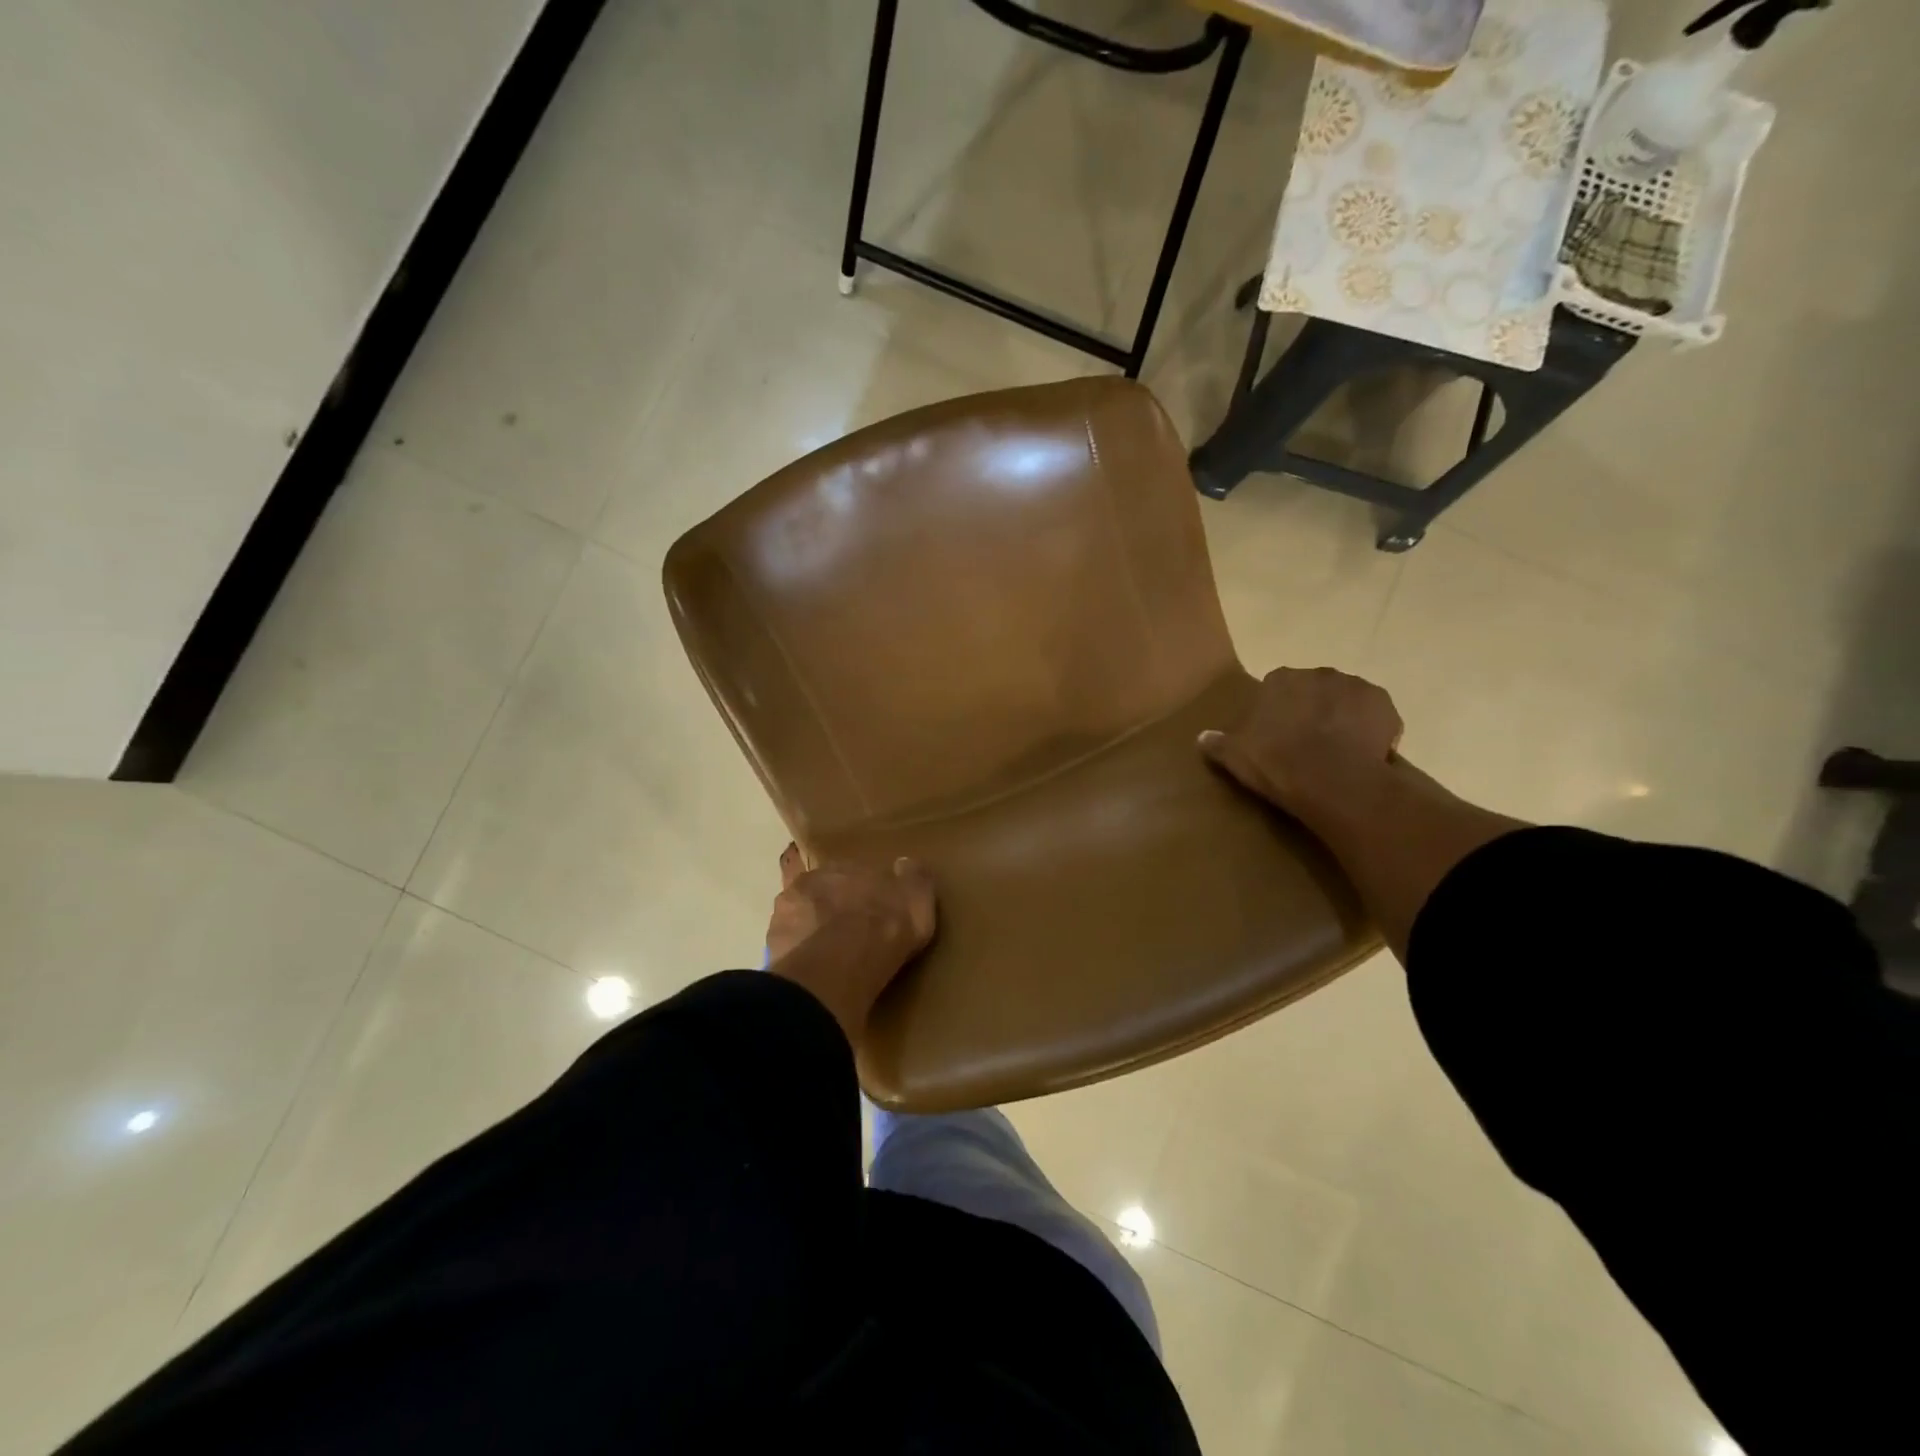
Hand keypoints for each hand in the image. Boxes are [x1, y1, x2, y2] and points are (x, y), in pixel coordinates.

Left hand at [765, 843, 936, 1041]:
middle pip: (821, 893)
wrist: (838, 967)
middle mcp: (808, 883)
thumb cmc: (883, 927)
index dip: (861, 893)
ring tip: (828, 959)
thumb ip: (913, 878)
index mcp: (842, 866)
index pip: (850, 873)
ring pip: (799, 919)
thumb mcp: (917, 899)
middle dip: (831, 908)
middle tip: (848, 934)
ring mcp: (784, 915)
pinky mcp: (772, 949)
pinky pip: (788, 951)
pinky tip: (813, 975)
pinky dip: (799, 959)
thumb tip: (906, 864)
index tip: (871, 910)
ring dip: (811, 932)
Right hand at [1199, 667, 1403, 817]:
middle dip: (1312, 709)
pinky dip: (1370, 728)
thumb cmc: (1277, 763)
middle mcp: (1318, 673)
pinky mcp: (1385, 705)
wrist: (1333, 781)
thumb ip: (1217, 743)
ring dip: (1342, 717)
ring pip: (1346, 699)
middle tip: (1307, 742)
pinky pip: (1375, 715)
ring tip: (1337, 750)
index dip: (1278, 711)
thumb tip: (1202, 737)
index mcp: (1280, 680)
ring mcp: (1355, 686)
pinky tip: (1362, 752)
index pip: (1277, 688)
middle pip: (1314, 689)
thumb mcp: (1235, 756)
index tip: (1278, 734)